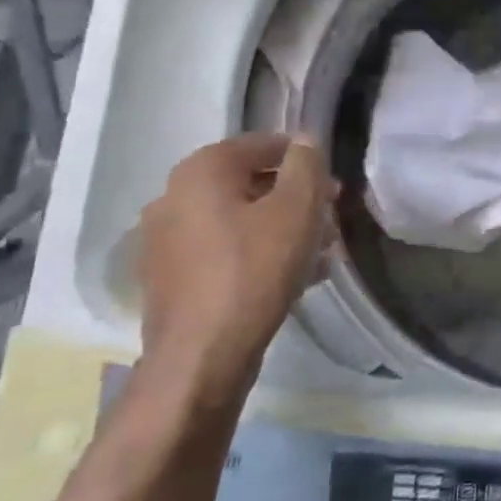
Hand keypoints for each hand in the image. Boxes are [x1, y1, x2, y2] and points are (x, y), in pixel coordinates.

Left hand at [136, 132, 335, 405]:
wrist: (201, 358)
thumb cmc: (254, 270)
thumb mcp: (297, 209)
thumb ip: (306, 165)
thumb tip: (305, 142)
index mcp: (201, 171)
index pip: (262, 145)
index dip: (304, 158)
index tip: (333, 184)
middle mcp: (174, 197)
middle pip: (250, 184)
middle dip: (296, 197)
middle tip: (331, 217)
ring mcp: (166, 241)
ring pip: (239, 220)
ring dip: (282, 227)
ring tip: (321, 251)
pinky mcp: (171, 279)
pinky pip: (224, 251)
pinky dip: (258, 253)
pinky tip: (294, 276)